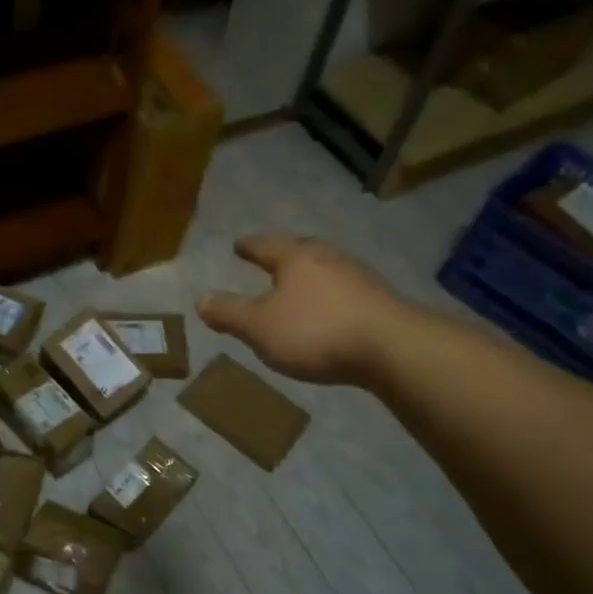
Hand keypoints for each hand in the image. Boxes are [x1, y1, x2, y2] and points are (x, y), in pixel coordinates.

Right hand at [197, 235, 410, 385]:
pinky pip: (344, 291)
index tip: (238, 245)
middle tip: (271, 259)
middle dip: (284, 255)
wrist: (392, 348)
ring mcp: (358, 277)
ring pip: (326, 269)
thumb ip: (230, 313)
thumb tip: (201, 299)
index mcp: (295, 258)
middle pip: (301, 250)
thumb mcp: (259, 327)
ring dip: (310, 276)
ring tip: (299, 286)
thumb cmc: (315, 332)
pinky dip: (330, 296)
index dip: (249, 247)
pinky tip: (328, 311)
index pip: (265, 246)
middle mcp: (328, 258)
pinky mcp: (379, 301)